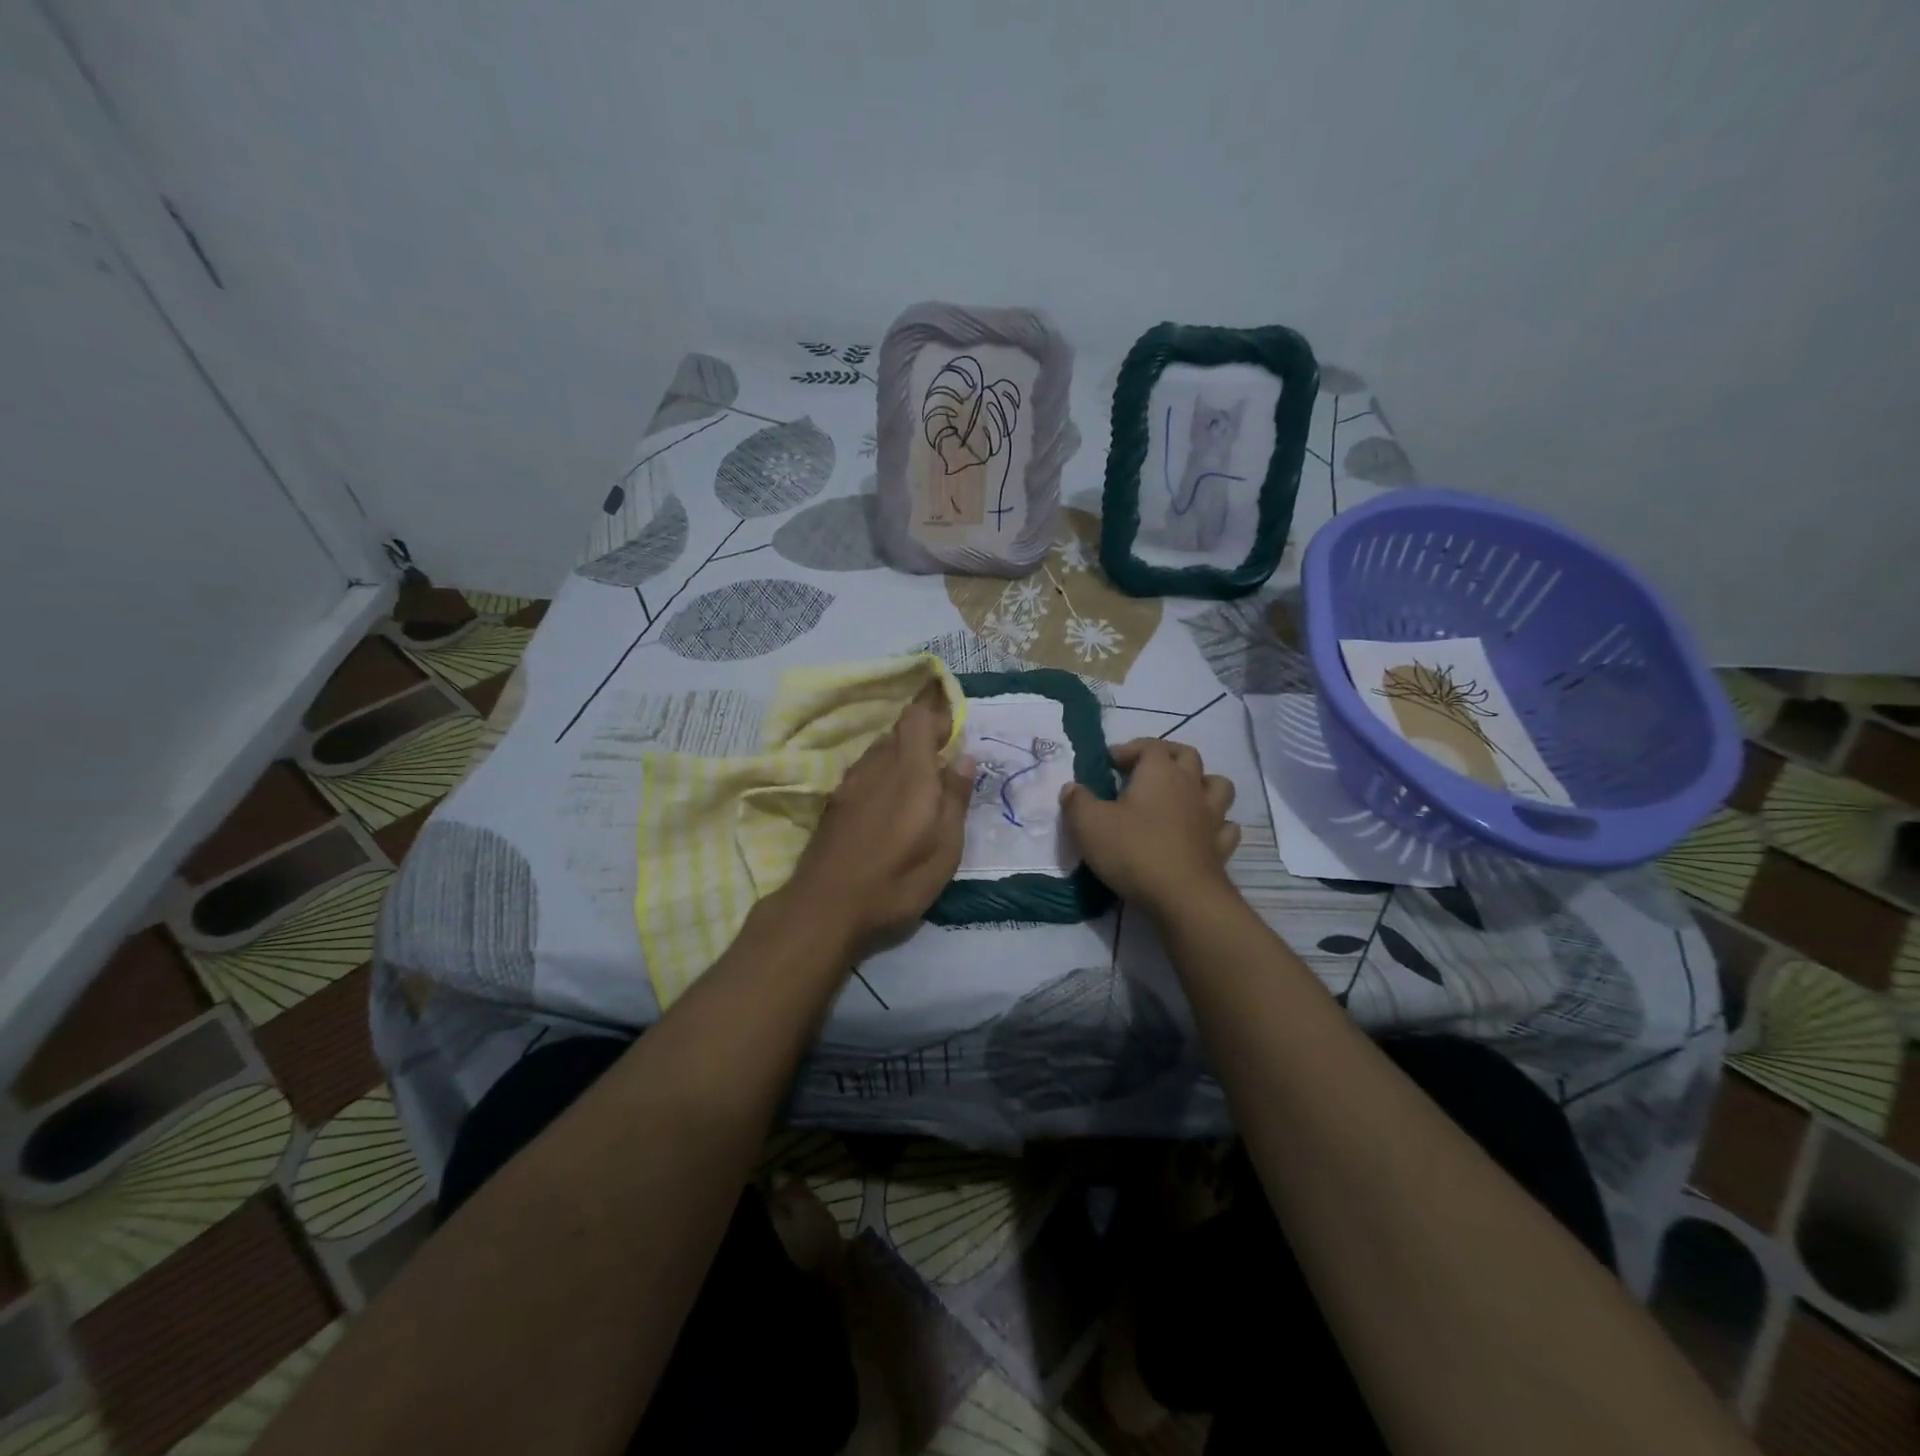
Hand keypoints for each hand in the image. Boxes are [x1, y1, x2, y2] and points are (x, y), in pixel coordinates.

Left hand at [784, 687, 975, 958]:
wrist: (824, 908)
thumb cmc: (896, 882)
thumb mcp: (944, 849)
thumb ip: (956, 799)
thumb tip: (965, 757)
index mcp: (910, 773)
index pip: (918, 719)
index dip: (936, 712)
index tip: (954, 726)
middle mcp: (877, 767)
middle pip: (898, 731)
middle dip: (922, 733)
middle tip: (943, 755)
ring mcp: (850, 783)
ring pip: (879, 749)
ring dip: (901, 752)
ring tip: (919, 778)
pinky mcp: (835, 802)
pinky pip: (864, 769)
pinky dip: (882, 770)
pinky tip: (889, 797)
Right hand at [1060, 739, 1239, 916]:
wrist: (1182, 898)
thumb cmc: (1133, 851)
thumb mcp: (1089, 824)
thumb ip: (1077, 801)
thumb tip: (1072, 788)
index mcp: (1159, 773)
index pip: (1149, 745)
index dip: (1130, 749)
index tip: (1110, 763)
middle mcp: (1190, 786)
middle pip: (1187, 755)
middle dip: (1167, 755)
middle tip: (1145, 770)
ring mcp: (1212, 816)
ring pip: (1217, 785)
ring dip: (1201, 783)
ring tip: (1181, 795)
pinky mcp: (1221, 847)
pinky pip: (1225, 826)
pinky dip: (1216, 824)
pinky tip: (1201, 832)